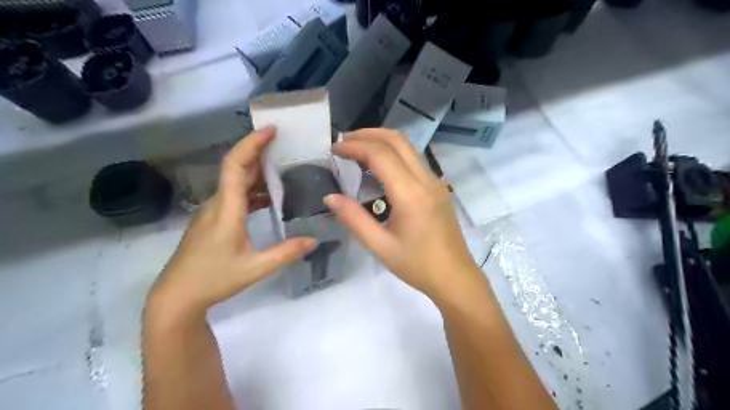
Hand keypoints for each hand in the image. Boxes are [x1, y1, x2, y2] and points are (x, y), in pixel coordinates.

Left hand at [149, 126, 315, 317]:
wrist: (177, 297)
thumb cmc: (213, 279)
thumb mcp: (255, 268)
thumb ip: (286, 253)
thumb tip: (314, 239)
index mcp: (226, 209)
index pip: (236, 166)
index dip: (252, 144)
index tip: (271, 130)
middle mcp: (217, 204)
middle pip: (236, 168)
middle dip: (258, 151)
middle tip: (284, 143)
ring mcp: (212, 212)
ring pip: (234, 182)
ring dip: (256, 171)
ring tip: (281, 166)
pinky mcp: (212, 221)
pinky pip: (234, 196)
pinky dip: (252, 190)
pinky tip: (268, 198)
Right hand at [324, 130, 483, 298]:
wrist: (455, 277)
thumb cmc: (417, 265)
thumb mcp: (380, 246)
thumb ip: (353, 218)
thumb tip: (330, 197)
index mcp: (411, 194)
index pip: (381, 154)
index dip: (355, 146)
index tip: (334, 149)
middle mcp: (426, 180)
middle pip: (397, 140)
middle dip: (368, 134)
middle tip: (343, 142)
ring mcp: (435, 182)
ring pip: (408, 146)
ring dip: (381, 141)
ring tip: (357, 150)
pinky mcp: (438, 187)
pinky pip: (414, 159)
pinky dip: (393, 153)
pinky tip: (379, 167)